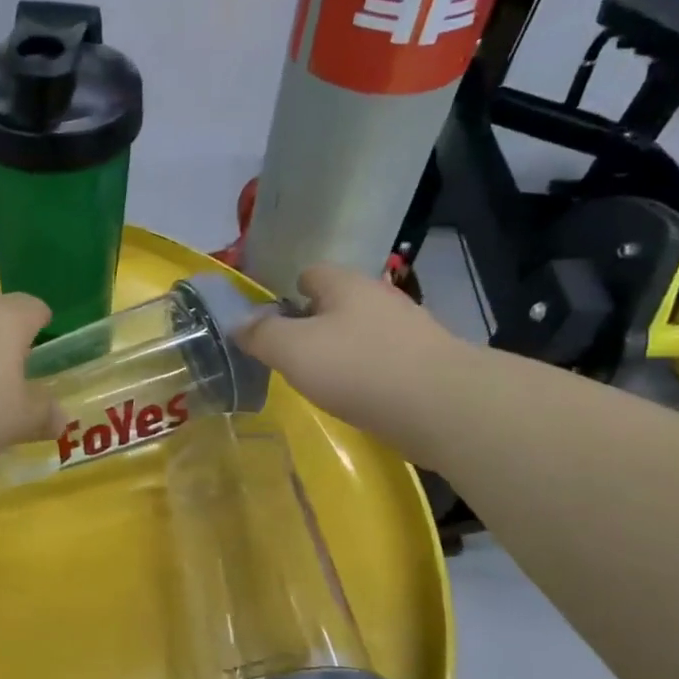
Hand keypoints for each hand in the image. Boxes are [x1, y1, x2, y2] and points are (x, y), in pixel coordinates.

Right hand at [234, 264, 472, 467]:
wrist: (440, 405)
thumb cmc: (357, 367)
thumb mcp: (292, 349)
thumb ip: (261, 334)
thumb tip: (237, 324)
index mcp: (346, 285)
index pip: (310, 273)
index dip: (287, 293)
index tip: (271, 323)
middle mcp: (379, 298)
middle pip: (337, 303)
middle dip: (313, 325)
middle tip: (290, 356)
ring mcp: (408, 330)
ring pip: (362, 332)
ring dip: (341, 351)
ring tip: (321, 381)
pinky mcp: (425, 363)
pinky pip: (383, 360)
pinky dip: (366, 374)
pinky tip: (356, 397)